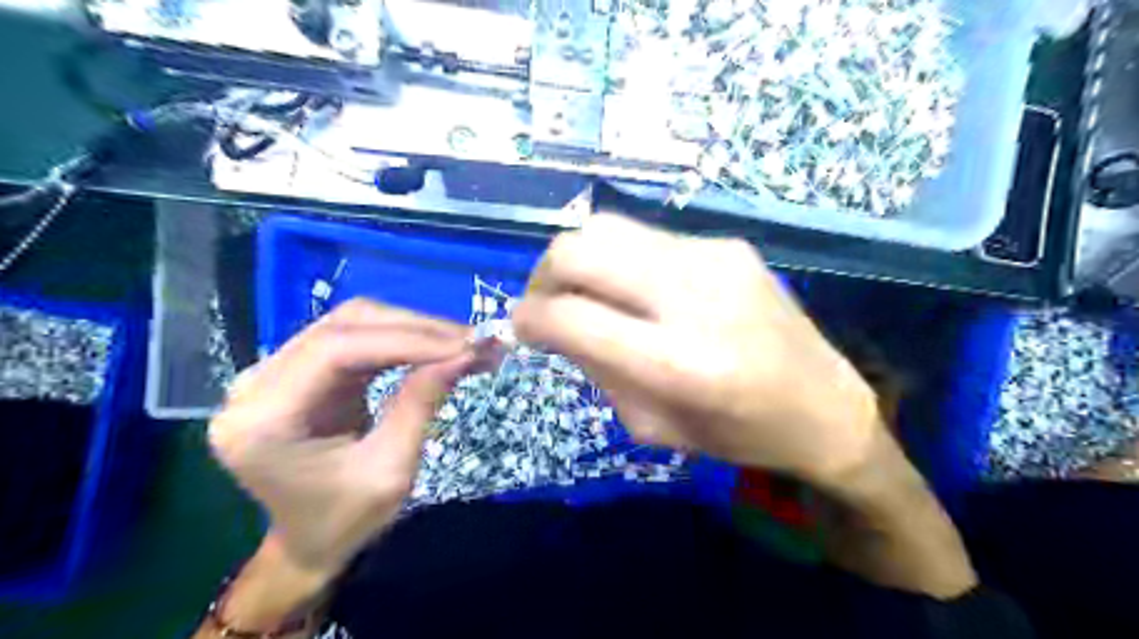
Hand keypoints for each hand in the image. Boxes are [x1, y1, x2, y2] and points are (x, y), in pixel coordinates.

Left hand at [209, 300, 470, 574]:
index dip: (406, 339)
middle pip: (344, 326)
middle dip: (417, 329)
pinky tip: (436, 347)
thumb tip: (465, 353)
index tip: (465, 345)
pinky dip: (402, 339)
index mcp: (263, 420)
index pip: (335, 351)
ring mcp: (273, 371)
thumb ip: (420, 404)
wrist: (309, 542)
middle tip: (474, 341)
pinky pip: (356, 336)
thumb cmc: (345, 521)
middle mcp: (255, 384)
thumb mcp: (391, 471)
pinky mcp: (298, 369)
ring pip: (353, 323)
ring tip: (463, 343)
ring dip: (414, 329)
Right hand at [515, 211, 878, 484]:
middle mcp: (693, 295)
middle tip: (546, 303)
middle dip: (545, 275)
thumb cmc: (738, 433)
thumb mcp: (653, 426)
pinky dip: (623, 262)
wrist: (824, 404)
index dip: (529, 318)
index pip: (572, 316)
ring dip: (580, 261)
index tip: (521, 326)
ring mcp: (713, 257)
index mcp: (678, 362)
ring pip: (608, 228)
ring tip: (586, 293)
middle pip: (580, 248)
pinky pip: (648, 239)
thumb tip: (556, 324)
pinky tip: (639, 291)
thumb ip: (597, 370)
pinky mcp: (727, 243)